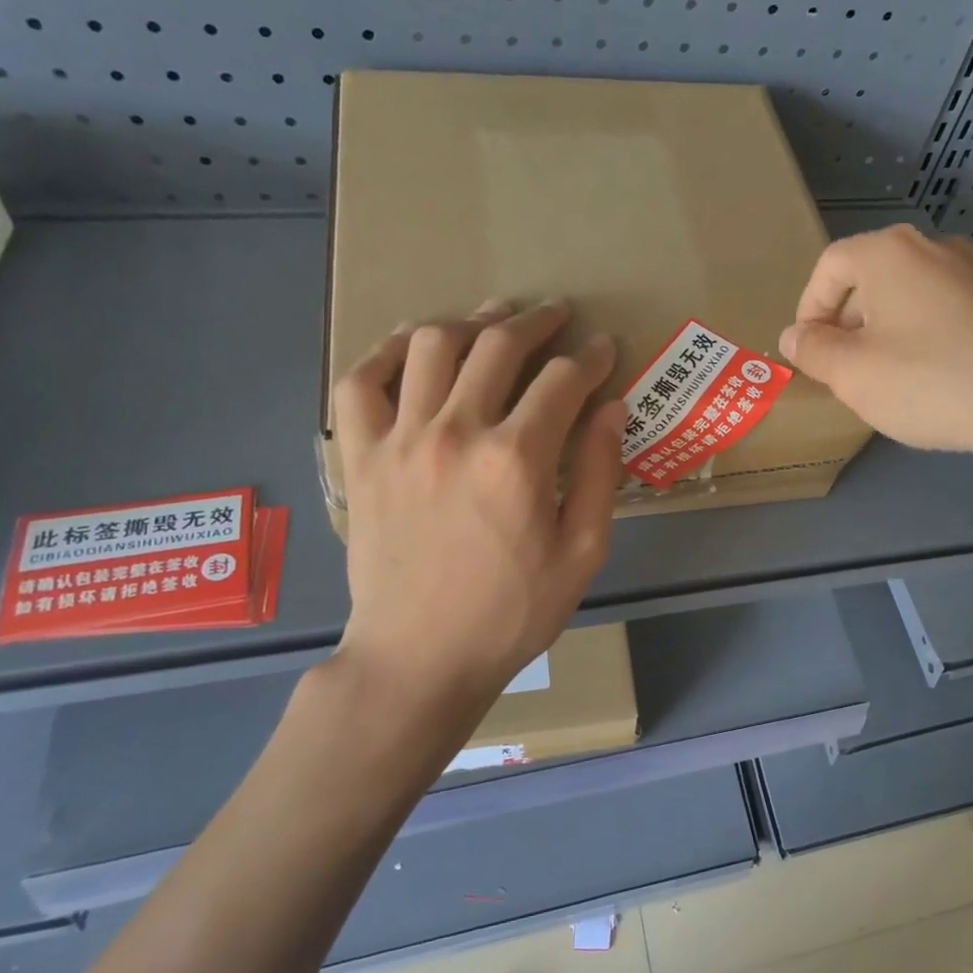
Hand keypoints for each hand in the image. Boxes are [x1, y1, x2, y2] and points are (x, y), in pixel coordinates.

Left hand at [328, 301, 625, 744]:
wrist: (420, 657)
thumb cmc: (512, 612)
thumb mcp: (582, 553)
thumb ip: (601, 474)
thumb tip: (611, 409)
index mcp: (517, 459)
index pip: (563, 380)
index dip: (591, 358)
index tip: (604, 349)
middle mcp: (456, 432)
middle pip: (498, 345)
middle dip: (537, 321)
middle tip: (557, 315)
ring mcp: (400, 440)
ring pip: (431, 346)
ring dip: (469, 321)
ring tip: (491, 318)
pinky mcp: (362, 457)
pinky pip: (360, 382)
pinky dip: (385, 352)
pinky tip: (411, 345)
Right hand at [779, 223, 972, 468]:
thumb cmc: (926, 380)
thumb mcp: (851, 373)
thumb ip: (812, 350)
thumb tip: (794, 336)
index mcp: (888, 252)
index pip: (829, 267)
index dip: (809, 309)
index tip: (809, 353)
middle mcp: (932, 248)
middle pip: (869, 278)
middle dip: (846, 324)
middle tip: (842, 371)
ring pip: (906, 297)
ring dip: (882, 333)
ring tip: (883, 379)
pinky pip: (941, 312)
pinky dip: (920, 338)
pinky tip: (928, 379)